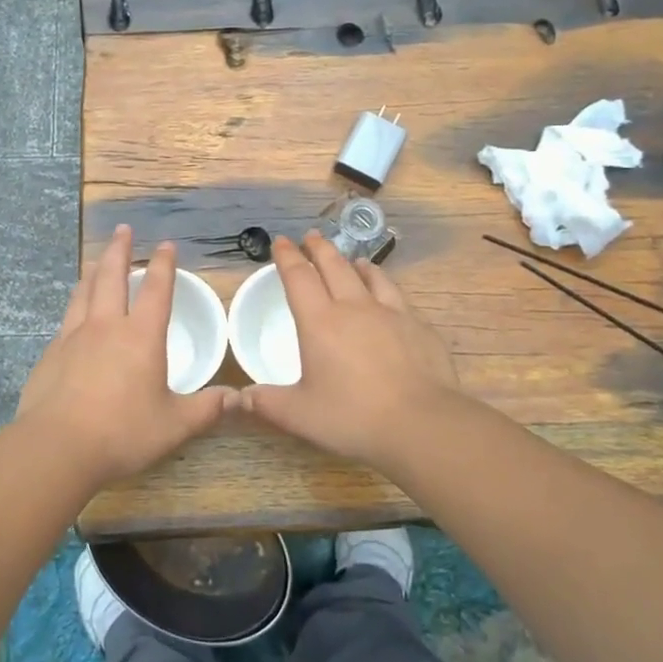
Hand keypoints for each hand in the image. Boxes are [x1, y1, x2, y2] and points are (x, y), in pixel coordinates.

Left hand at [17, 226, 230, 484]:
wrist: (57, 447)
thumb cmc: (123, 432)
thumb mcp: (174, 425)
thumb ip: (206, 409)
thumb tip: (236, 398)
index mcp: (141, 336)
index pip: (156, 289)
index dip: (163, 265)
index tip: (165, 245)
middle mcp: (106, 326)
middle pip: (111, 276)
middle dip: (119, 251)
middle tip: (122, 230)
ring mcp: (73, 337)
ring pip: (84, 292)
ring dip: (93, 271)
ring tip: (96, 259)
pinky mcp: (50, 354)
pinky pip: (66, 318)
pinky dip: (75, 304)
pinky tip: (74, 312)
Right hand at [236, 231, 463, 470]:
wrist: (422, 424)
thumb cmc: (353, 417)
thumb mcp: (300, 415)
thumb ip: (267, 403)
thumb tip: (240, 397)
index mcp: (320, 322)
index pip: (299, 277)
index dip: (287, 257)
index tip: (281, 241)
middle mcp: (354, 308)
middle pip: (335, 266)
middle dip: (320, 249)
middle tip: (312, 236)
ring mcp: (392, 314)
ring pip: (371, 276)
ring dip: (356, 264)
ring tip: (353, 260)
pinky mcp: (420, 327)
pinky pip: (399, 297)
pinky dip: (386, 287)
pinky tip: (391, 297)